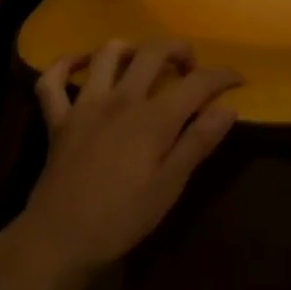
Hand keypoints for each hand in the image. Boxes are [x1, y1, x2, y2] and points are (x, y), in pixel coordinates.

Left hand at [10, 39, 241, 277]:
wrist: (59, 240)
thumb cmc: (121, 218)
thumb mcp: (170, 187)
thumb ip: (198, 142)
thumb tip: (228, 108)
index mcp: (153, 117)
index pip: (197, 82)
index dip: (222, 75)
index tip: (237, 78)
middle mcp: (122, 98)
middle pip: (153, 51)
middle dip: (179, 48)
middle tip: (190, 66)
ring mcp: (86, 104)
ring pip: (108, 54)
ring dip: (129, 49)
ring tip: (141, 62)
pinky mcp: (58, 118)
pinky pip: (53, 81)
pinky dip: (66, 64)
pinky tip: (82, 64)